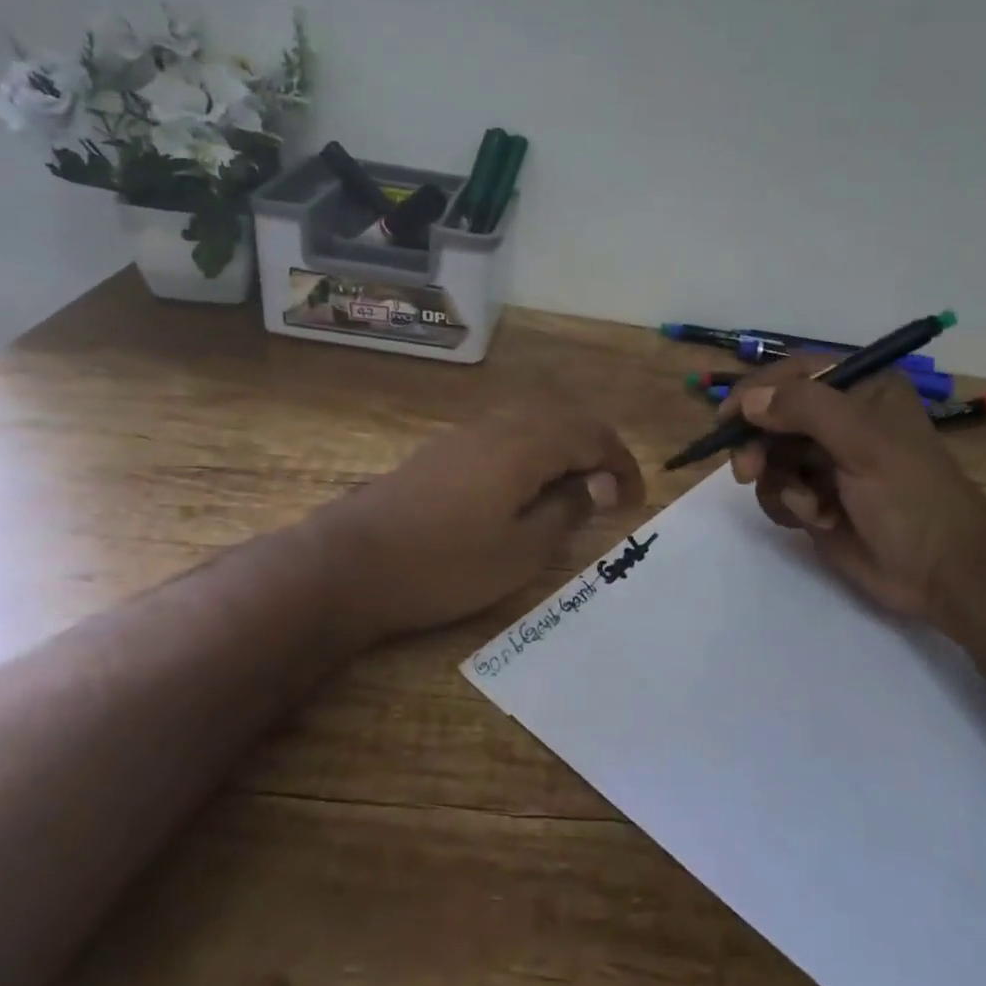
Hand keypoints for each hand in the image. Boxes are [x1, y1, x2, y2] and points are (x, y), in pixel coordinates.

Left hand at [312, 408, 645, 647]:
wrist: (350, 563)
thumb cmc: (445, 564)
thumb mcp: (521, 550)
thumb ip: (567, 510)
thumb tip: (596, 485)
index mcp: (526, 444)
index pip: (593, 437)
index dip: (623, 466)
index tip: (635, 504)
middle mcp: (499, 426)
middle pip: (565, 422)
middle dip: (597, 453)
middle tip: (611, 496)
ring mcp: (467, 436)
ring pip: (534, 426)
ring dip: (564, 452)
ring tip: (573, 495)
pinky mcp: (443, 452)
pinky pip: (506, 438)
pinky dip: (532, 456)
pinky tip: (524, 492)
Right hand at [723, 358, 985, 645]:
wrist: (940, 572)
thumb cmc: (910, 496)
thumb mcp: (863, 441)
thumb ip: (805, 409)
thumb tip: (749, 401)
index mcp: (861, 389)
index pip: (794, 373)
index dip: (757, 391)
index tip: (727, 416)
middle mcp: (840, 419)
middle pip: (772, 416)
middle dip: (759, 445)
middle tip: (747, 471)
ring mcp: (826, 460)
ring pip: (769, 456)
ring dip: (778, 481)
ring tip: (805, 504)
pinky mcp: (816, 497)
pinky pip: (777, 490)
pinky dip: (789, 505)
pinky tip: (818, 519)